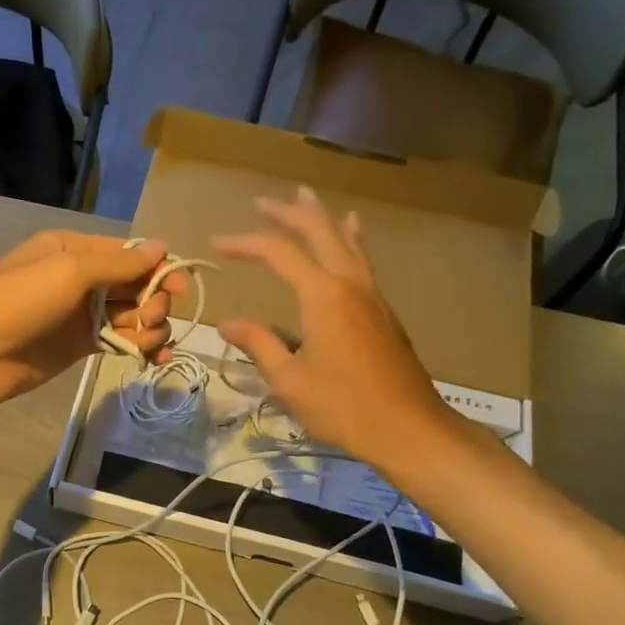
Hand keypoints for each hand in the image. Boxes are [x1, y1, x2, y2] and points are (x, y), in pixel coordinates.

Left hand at [0, 230, 185, 423]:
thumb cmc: (19, 301)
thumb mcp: (68, 271)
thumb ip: (118, 264)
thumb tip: (161, 249)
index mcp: (73, 250)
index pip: (128, 253)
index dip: (158, 269)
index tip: (181, 288)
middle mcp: (80, 277)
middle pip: (134, 284)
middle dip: (152, 301)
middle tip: (150, 319)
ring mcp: (81, 313)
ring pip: (131, 314)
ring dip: (149, 326)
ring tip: (148, 343)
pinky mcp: (80, 345)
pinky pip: (119, 340)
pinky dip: (138, 345)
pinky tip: (152, 357)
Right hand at [214, 187, 451, 466]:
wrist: (407, 427)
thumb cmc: (342, 406)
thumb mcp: (288, 380)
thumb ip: (259, 344)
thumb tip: (228, 323)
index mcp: (322, 295)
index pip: (278, 252)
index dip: (245, 243)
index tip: (217, 244)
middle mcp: (349, 283)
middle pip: (318, 231)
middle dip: (288, 213)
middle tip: (262, 202)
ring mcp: (371, 294)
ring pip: (346, 240)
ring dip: (322, 217)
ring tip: (306, 196)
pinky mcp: (383, 310)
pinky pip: (361, 259)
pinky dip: (349, 238)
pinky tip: (352, 234)